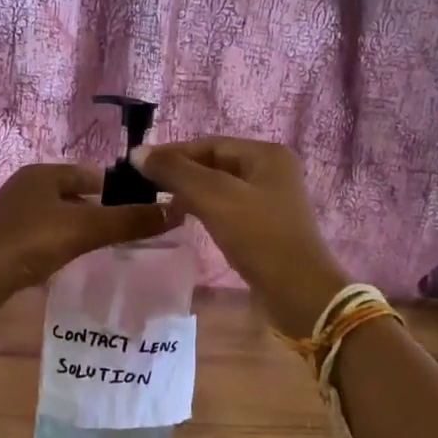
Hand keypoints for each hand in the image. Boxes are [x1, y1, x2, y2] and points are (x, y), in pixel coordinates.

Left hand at [0, 163, 177, 328]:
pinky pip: (47, 241)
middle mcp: (28, 189)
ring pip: (62, 221)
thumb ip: (128, 221)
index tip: (146, 211)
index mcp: (43, 174)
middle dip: (104, 214)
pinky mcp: (8, 245)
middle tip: (135, 235)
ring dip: (84, 233)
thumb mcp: (83, 228)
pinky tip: (77, 266)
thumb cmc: (27, 243)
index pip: (92, 175)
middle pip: (78, 198)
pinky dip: (64, 249)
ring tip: (112, 251)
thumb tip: (176, 210)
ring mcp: (15, 218)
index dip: (120, 190)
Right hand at [132, 137, 347, 335]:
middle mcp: (272, 171)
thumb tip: (138, 153)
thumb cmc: (259, 237)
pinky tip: (184, 220)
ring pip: (220, 187)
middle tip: (144, 185)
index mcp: (267, 155)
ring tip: (159, 202)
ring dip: (190, 192)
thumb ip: (176, 172)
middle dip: (181, 173)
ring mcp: (270, 200)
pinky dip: (204, 210)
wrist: (299, 293)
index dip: (173, 153)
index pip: (210, 144)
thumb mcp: (215, 198)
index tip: (138, 166)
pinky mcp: (265, 227)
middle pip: (215, 163)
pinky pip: (227, 208)